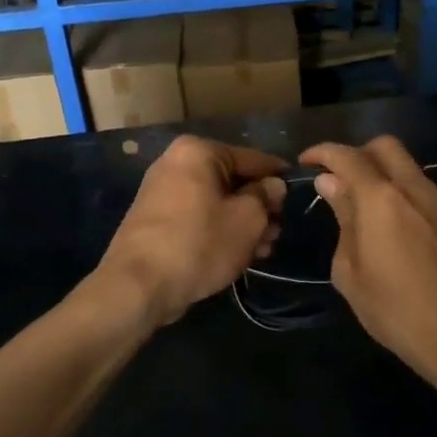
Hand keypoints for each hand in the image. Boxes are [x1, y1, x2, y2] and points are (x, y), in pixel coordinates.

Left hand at [99, 136, 285, 324]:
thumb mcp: (247, 219)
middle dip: (259, 207)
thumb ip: (266, 197)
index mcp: (198, 152)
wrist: (138, 285)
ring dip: (242, 224)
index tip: (298, 194)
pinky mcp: (156, 221)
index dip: (278, 178)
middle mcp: (176, 163)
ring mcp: (163, 192)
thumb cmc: (199, 243)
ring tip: (263, 250)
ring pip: (216, 202)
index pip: (252, 158)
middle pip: (232, 181)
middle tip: (278, 233)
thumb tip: (273, 186)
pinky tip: (239, 254)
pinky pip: (198, 218)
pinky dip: (219, 231)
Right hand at [300, 136, 436, 377]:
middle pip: (382, 146)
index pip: (347, 156)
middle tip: (334, 178)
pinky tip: (381, 214)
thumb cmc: (393, 309)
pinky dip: (394, 184)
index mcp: (380, 198)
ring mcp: (433, 199)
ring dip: (376, 167)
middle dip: (354, 153)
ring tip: (355, 197)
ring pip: (403, 162)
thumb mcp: (350, 270)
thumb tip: (330, 184)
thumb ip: (342, 218)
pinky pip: (414, 182)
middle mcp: (410, 187)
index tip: (304, 163)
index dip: (322, 153)